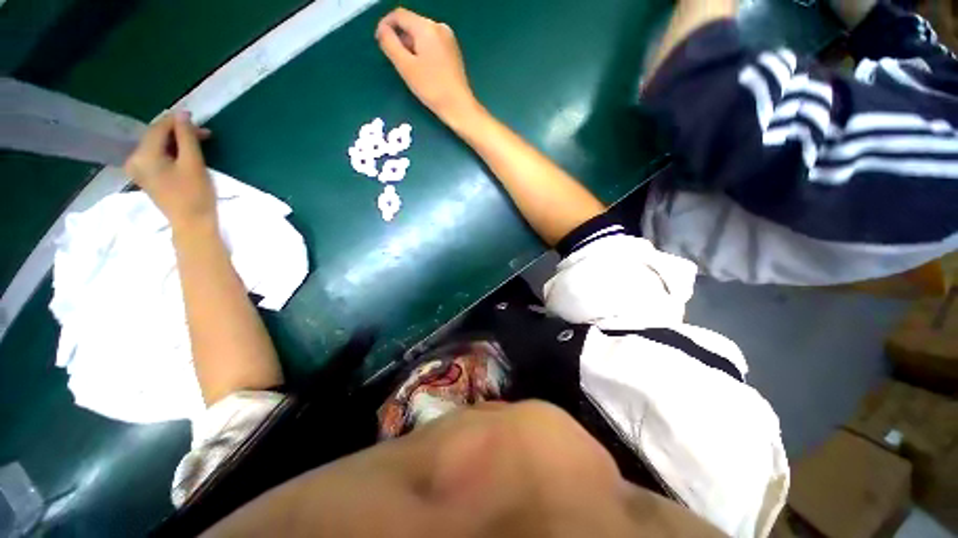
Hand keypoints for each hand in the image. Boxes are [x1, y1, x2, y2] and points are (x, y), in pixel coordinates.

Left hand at [124, 112, 214, 231]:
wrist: (192, 224)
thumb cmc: (195, 194)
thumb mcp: (193, 163)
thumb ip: (186, 136)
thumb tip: (183, 113)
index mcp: (143, 156)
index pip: (158, 128)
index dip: (177, 121)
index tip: (197, 120)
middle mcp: (134, 159)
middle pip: (155, 136)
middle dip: (177, 132)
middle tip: (203, 134)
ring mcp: (137, 169)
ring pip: (156, 145)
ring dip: (176, 142)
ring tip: (196, 144)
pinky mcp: (145, 176)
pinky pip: (155, 155)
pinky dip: (170, 151)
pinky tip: (184, 154)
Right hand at [376, 8, 480, 128]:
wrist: (458, 106)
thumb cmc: (432, 88)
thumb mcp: (405, 66)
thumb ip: (390, 43)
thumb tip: (382, 30)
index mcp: (427, 27)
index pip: (399, 14)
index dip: (386, 25)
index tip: (380, 43)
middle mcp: (439, 27)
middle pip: (411, 24)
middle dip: (400, 39)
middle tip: (398, 62)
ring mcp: (448, 39)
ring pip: (421, 35)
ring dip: (411, 47)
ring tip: (412, 69)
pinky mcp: (453, 51)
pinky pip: (432, 44)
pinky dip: (423, 52)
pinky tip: (424, 70)